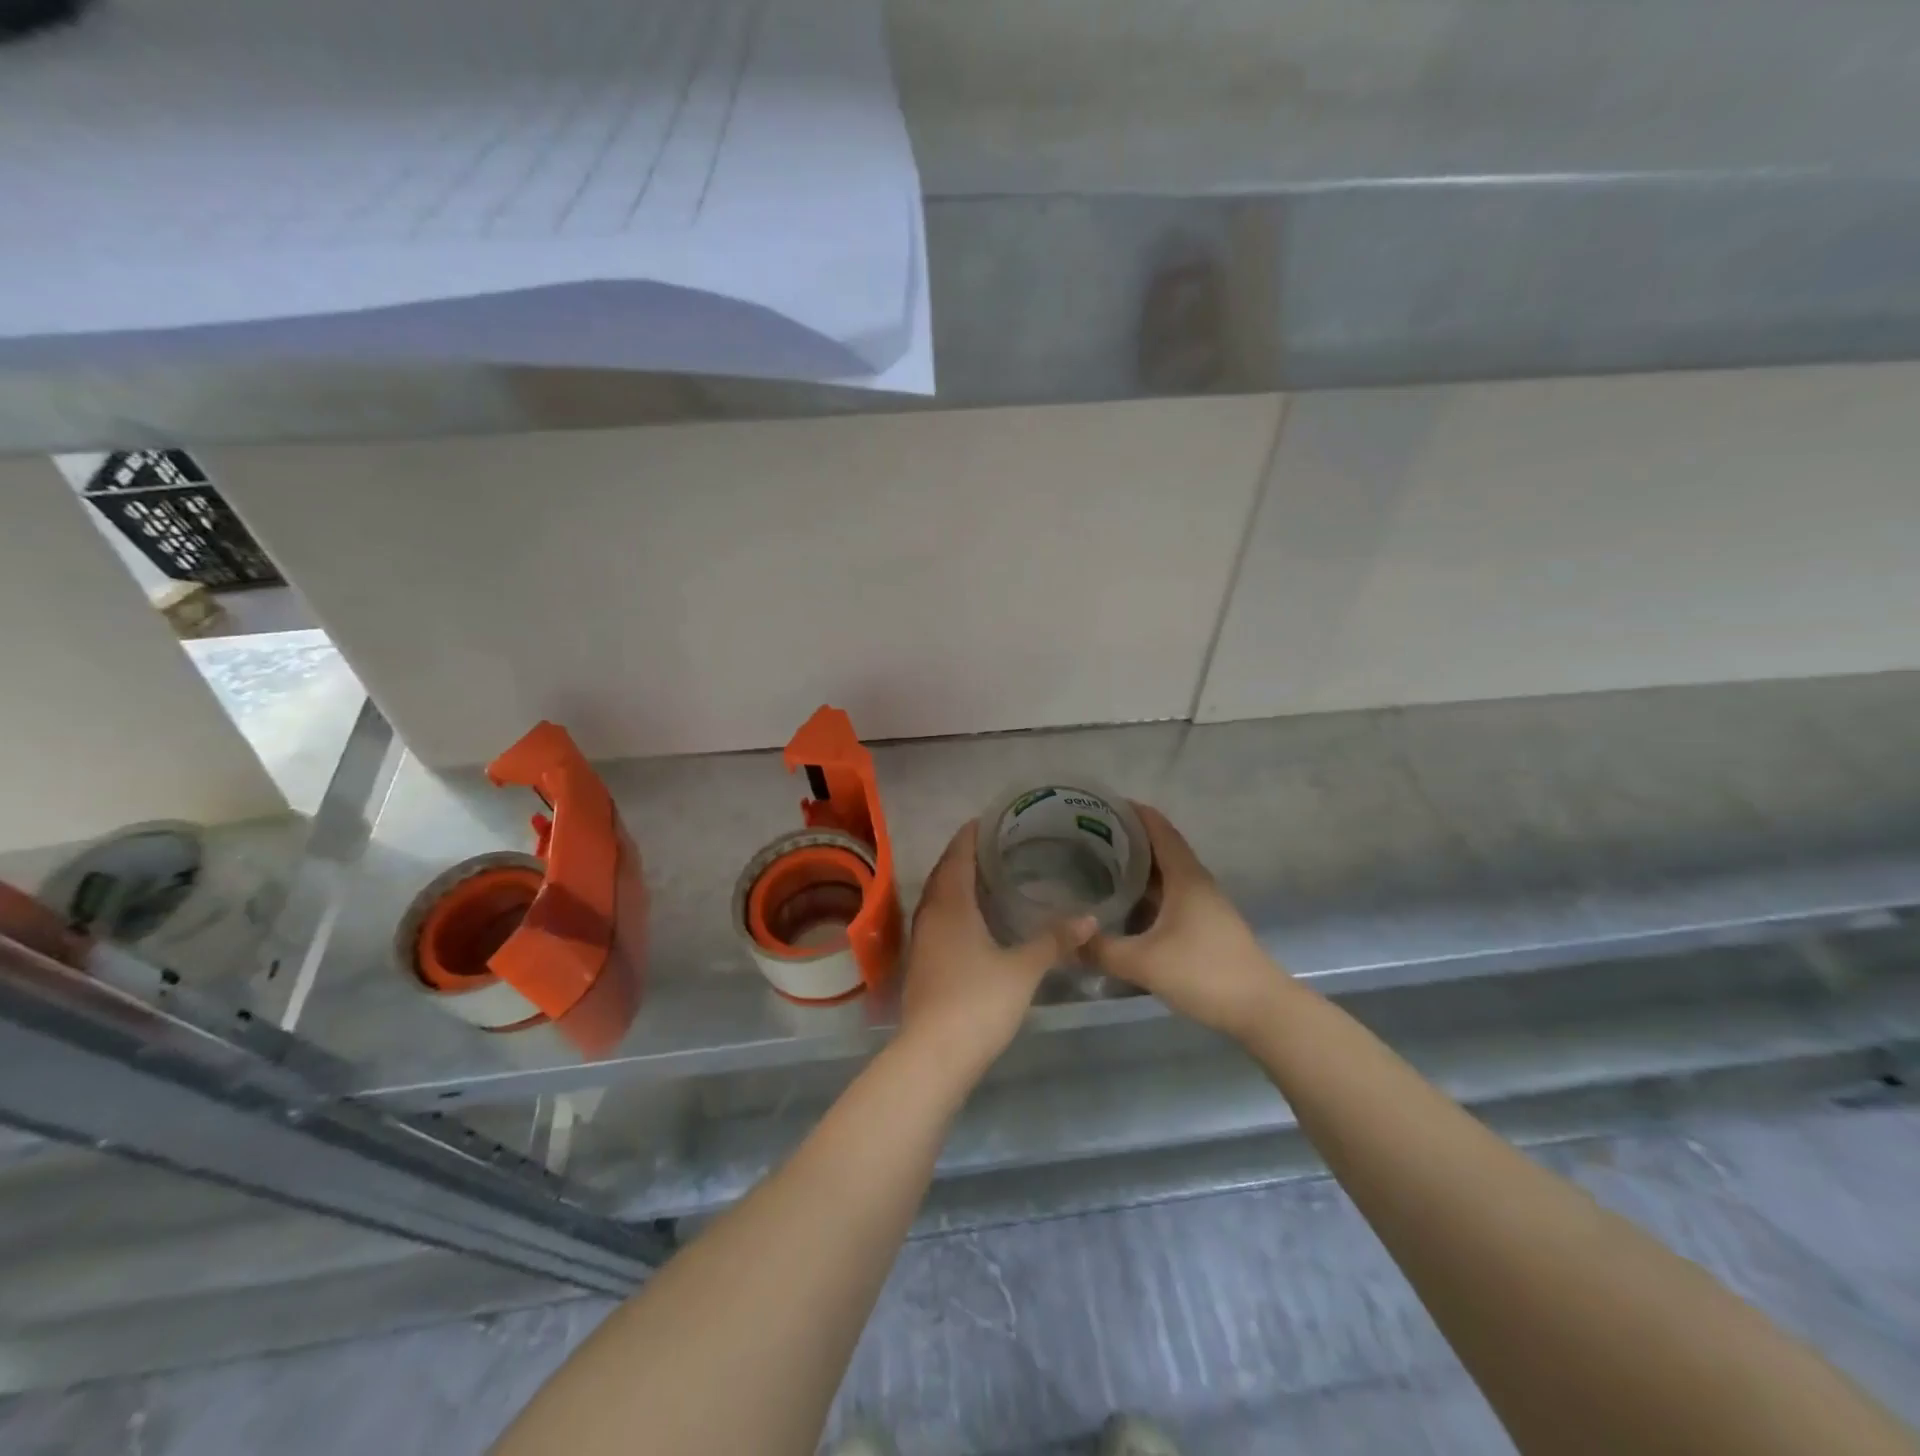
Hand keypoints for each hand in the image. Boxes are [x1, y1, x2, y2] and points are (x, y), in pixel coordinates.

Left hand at [898, 821, 1095, 1081]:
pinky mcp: (923, 964)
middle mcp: (931, 915)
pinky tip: (975, 919)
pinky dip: (954, 907)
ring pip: (938, 898)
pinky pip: (938, 919)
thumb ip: (1054, 941)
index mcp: (951, 905)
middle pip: (945, 873)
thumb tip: (1089, 919)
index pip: (958, 856)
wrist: (934, 1055)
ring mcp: (922, 941)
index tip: (991, 819)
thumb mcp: (1023, 969)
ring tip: (987, 875)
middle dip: (965, 855)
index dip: (971, 835)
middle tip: (996, 843)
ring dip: (957, 881)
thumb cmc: (978, 1002)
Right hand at [1088, 805, 1288, 1038]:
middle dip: (1125, 838)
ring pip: (1163, 874)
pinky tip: (1121, 905)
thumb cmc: (1204, 972)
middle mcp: (1194, 882)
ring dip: (1134, 867)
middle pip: (1158, 847)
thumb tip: (1065, 939)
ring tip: (1095, 865)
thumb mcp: (1144, 962)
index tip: (1098, 803)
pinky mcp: (1203, 926)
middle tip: (1084, 836)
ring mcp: (1201, 905)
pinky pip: (1167, 896)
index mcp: (1185, 876)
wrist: (1261, 1010)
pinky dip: (1144, 892)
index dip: (1131, 812)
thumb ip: (1100, 949)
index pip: (1158, 828)